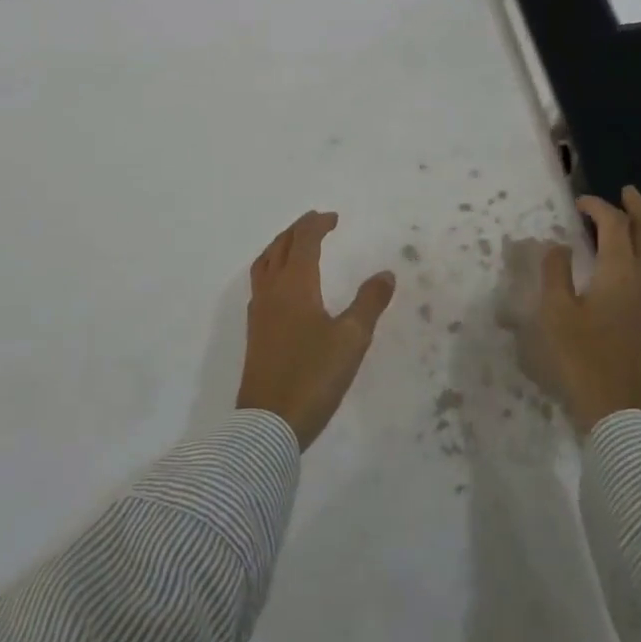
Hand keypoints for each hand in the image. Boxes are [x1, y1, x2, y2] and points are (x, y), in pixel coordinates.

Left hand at [236, 211, 396, 449]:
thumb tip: (385, 273)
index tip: (333, 218)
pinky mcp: (255, 332)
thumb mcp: (352, 339)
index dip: (317, 224)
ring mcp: (259, 311)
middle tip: (316, 222)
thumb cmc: (313, 376)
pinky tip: (282, 285)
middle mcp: (272, 290)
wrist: (269, 423)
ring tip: (296, 245)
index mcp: (295, 284)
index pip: (303, 241)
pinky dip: (272, 268)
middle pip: (280, 246)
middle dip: (298, 230)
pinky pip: (260, 282)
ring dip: (281, 246)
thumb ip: (369, 302)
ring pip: (265, 263)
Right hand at [530, 186, 640, 435]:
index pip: (615, 225)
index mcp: (621, 272)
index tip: (578, 203)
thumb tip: (558, 245)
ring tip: (640, 218)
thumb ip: (555, 272)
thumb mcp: (556, 312)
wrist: (618, 408)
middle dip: (638, 208)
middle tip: (625, 192)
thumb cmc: (582, 357)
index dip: (598, 207)